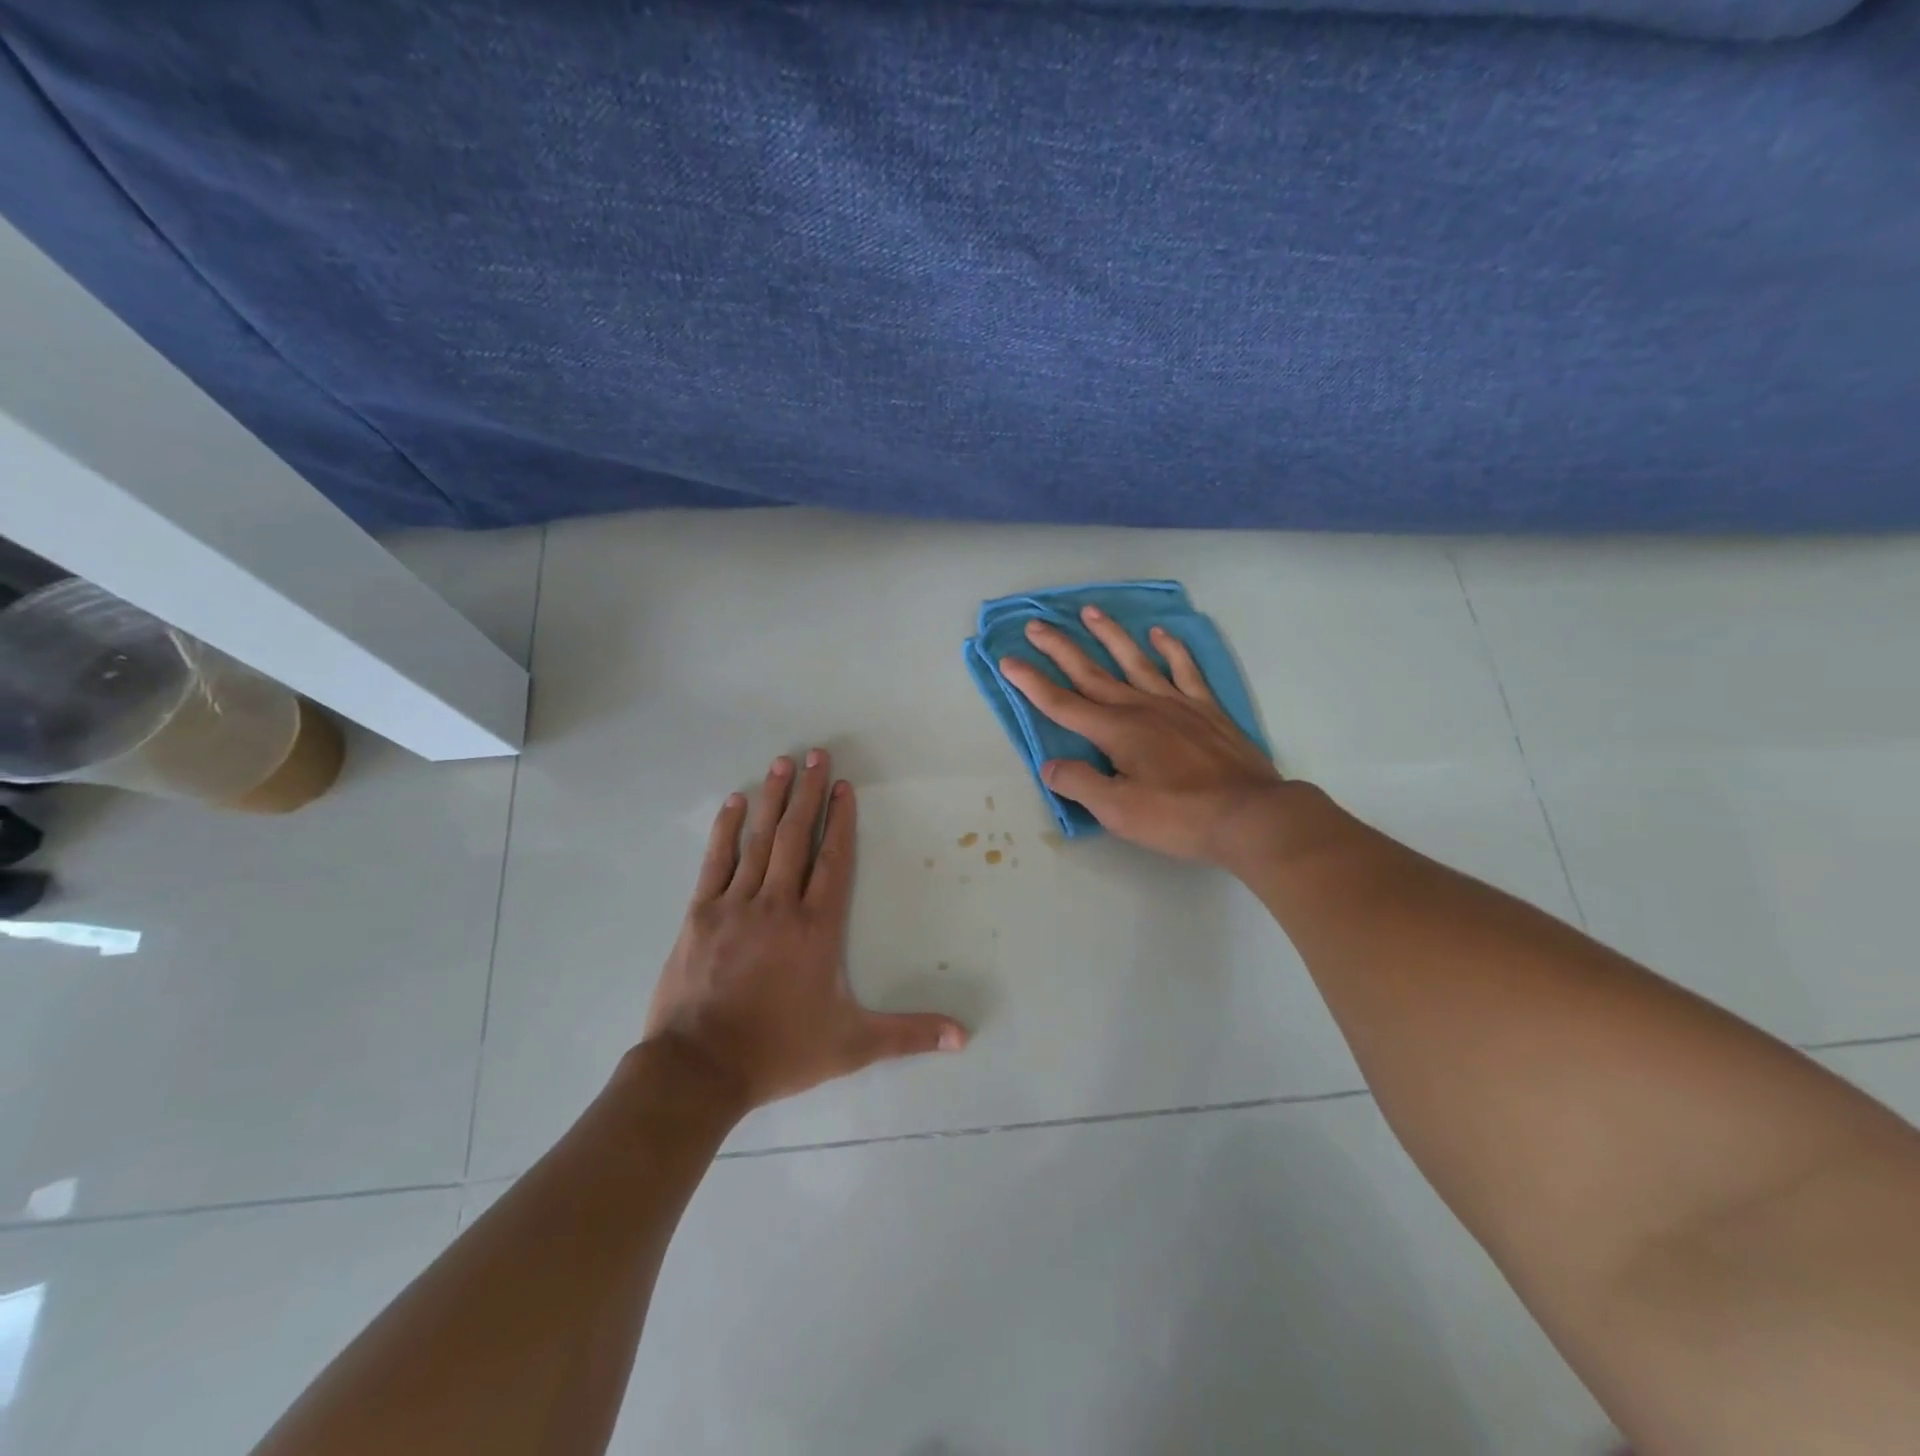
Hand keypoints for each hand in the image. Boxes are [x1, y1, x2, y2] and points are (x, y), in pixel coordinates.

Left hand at [642, 750, 967, 1112]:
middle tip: (816, 754)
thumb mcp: (852, 1045)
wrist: (699, 1069)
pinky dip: (726, 829)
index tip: (843, 786)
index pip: (834, 860)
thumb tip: (964, 1038)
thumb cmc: (780, 1050)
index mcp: (816, 927)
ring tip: (783, 763)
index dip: (840, 821)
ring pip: (759, 840)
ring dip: (773, 799)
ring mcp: (736, 905)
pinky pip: (716, 860)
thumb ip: (908, 1035)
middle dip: (809, 793)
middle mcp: (779, 904)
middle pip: (797, 837)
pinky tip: (735, 802)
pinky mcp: (700, 914)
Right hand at [1000, 607, 1294, 866]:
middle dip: (1060, 649)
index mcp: (1115, 732)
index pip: (1062, 704)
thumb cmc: (1179, 817)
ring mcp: (1176, 704)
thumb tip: (1049, 765)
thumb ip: (1080, 784)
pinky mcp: (1205, 709)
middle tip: (1036, 625)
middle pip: (1091, 673)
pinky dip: (1171, 650)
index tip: (1007, 660)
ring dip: (1109, 635)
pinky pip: (1184, 670)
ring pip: (1134, 661)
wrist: (1250, 815)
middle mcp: (1140, 708)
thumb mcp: (1119, 811)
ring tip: (1090, 611)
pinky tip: (1159, 634)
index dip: (1031, 683)